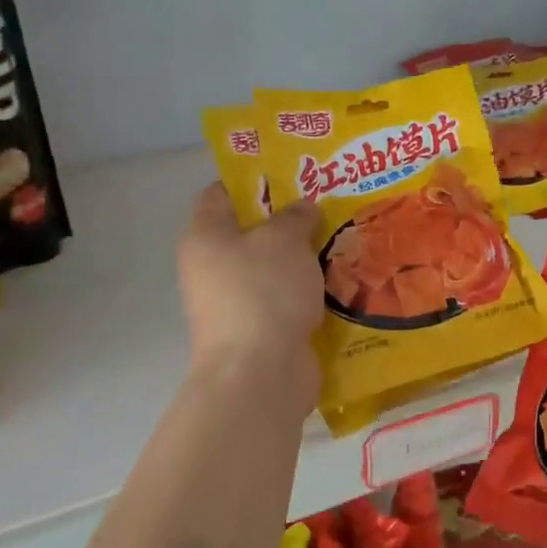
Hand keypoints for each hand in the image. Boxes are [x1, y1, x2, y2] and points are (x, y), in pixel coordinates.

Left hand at [178, 185, 322, 391]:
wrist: (260, 372)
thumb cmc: (264, 292)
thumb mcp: (284, 239)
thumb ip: (295, 216)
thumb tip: (302, 209)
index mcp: (205, 236)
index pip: (220, 193)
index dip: (253, 180)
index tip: (292, 175)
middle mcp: (212, 267)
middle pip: (250, 233)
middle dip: (288, 221)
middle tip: (327, 208)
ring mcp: (234, 303)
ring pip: (271, 269)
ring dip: (302, 259)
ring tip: (341, 242)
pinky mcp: (258, 330)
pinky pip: (285, 300)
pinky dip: (307, 292)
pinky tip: (339, 282)